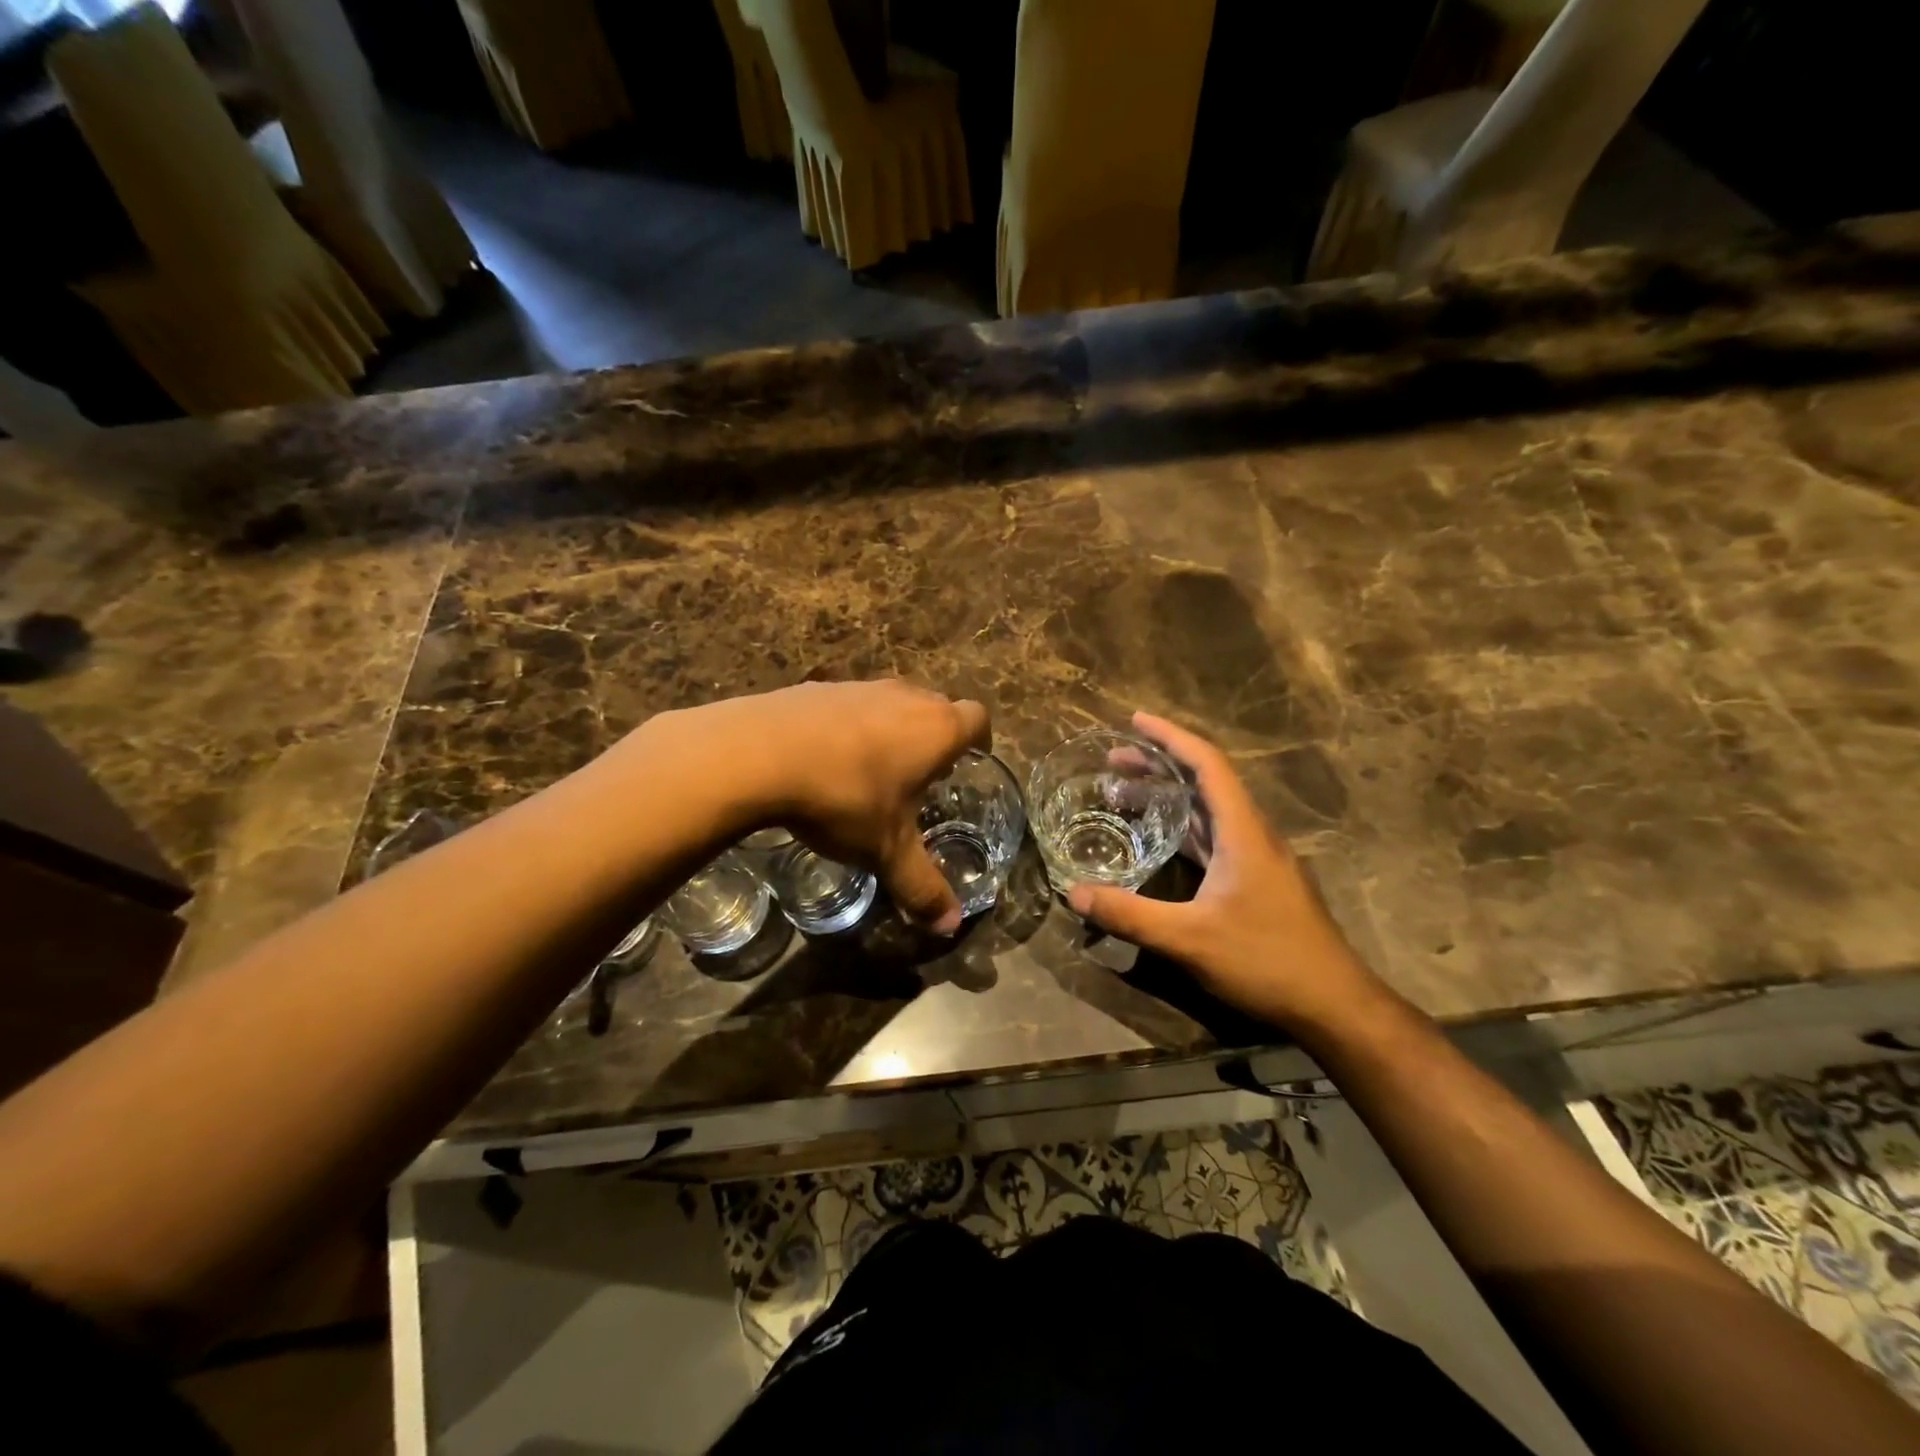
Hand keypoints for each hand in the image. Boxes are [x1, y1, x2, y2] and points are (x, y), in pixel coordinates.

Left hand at [645, 681, 989, 932]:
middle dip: (936, 734)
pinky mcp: (817, 688)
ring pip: (891, 701)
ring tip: (876, 767)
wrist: (759, 754)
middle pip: (936, 705)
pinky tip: (826, 758)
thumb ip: (922, 888)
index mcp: (935, 730)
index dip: (980, 737)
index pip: (976, 718)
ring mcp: (858, 687)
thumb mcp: (886, 851)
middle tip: (925, 772)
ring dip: (893, 727)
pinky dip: (850, 725)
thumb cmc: (844, 799)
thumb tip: (950, 927)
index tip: (973, 756)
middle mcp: (904, 698)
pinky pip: (849, 704)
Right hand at [1067, 713, 1377, 1029]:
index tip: (1134, 721)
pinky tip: (1157, 841)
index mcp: (1242, 831)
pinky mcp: (1256, 881)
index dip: (1170, 737)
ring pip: (1208, 811)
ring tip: (1123, 795)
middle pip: (1204, 782)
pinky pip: (1212, 838)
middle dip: (1159, 764)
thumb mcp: (1188, 939)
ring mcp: (1257, 859)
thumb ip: (1129, 914)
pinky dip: (1181, 827)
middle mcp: (1252, 834)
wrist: (1333, 1005)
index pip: (1207, 764)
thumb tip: (1073, 894)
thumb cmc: (1266, 961)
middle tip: (1113, 761)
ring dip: (1168, 796)